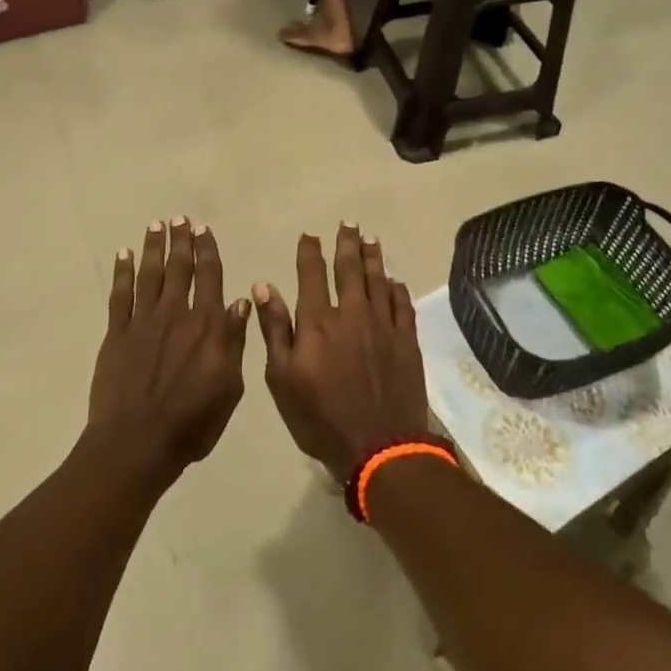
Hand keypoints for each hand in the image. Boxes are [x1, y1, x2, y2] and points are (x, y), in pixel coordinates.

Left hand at [86, 219, 250, 483]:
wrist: (136, 443)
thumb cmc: (192, 422)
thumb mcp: (229, 388)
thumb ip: (234, 341)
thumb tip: (240, 302)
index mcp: (207, 326)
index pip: (210, 277)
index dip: (207, 251)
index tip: (203, 229)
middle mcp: (176, 314)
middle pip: (179, 268)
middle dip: (180, 241)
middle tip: (179, 218)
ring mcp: (143, 322)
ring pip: (150, 274)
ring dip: (153, 248)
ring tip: (156, 225)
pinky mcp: (117, 334)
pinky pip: (120, 295)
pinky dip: (123, 272)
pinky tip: (124, 255)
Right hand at [255, 224, 429, 483]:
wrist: (379, 447)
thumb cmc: (321, 417)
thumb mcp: (282, 379)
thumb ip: (275, 329)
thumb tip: (264, 287)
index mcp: (317, 322)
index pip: (311, 275)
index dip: (310, 252)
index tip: (309, 235)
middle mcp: (351, 313)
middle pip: (350, 269)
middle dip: (347, 244)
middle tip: (348, 224)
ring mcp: (383, 325)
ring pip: (378, 280)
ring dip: (373, 257)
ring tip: (371, 239)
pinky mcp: (407, 341)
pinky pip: (402, 305)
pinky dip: (397, 289)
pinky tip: (394, 281)